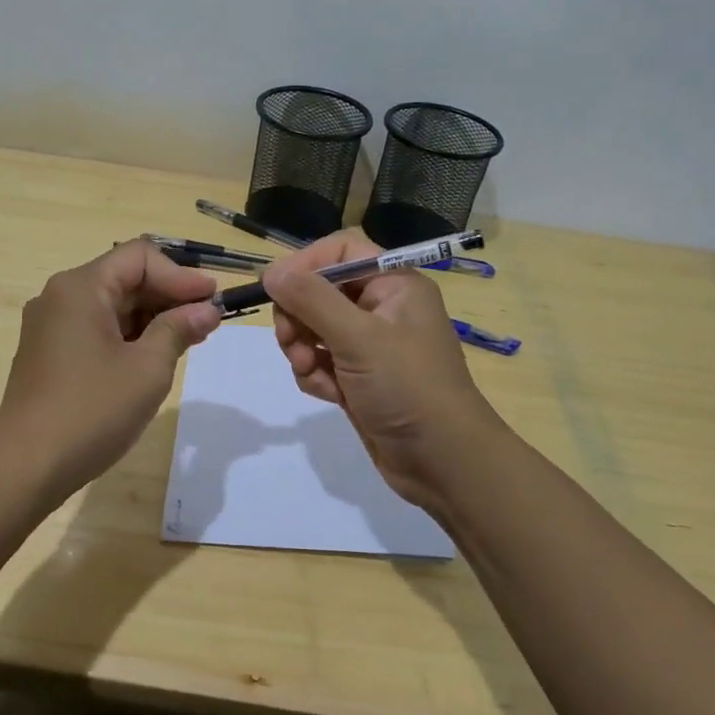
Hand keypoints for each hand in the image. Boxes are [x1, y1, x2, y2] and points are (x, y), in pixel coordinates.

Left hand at [0, 238, 221, 500]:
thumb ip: (179, 329)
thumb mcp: (148, 368)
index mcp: (81, 288)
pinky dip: (127, 335)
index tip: (213, 299)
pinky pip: (95, 328)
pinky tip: (153, 356)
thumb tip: (206, 309)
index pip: (140, 257)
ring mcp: (49, 325)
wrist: (27, 466)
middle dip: (168, 296)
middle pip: (124, 278)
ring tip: (188, 339)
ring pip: (111, 305)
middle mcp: (60, 296)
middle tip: (208, 321)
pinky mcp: (47, 352)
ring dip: (151, 317)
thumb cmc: (92, 411)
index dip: (181, 275)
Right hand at [264, 231, 509, 511]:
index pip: (341, 250)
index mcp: (394, 284)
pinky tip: (327, 394)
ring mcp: (369, 344)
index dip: (307, 264)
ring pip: (313, 327)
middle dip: (299, 315)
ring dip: (302, 349)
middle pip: (319, 289)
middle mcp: (382, 307)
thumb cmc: (408, 388)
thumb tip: (271, 272)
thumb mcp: (358, 338)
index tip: (279, 289)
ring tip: (311, 372)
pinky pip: (319, 360)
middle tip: (291, 341)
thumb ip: (311, 300)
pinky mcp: (358, 376)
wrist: (444, 463)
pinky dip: (314, 374)